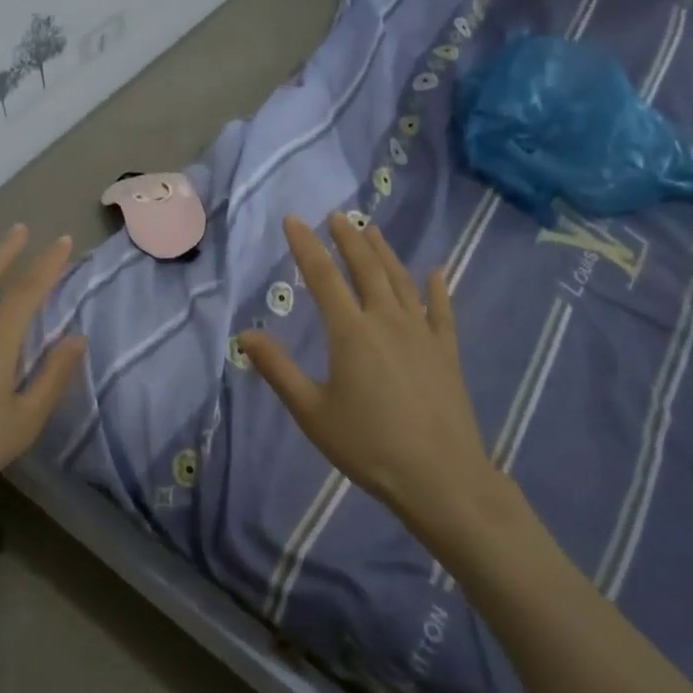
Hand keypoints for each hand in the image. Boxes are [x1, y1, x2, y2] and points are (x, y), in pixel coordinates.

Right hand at [238, 214, 502, 535]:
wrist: (440, 477)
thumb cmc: (368, 445)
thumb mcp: (311, 412)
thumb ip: (278, 370)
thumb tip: (245, 334)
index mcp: (351, 332)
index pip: (323, 276)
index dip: (306, 246)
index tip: (294, 220)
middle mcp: (387, 320)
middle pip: (366, 268)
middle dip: (348, 238)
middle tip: (337, 215)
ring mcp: (422, 333)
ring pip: (401, 280)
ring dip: (385, 253)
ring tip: (373, 231)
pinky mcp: (447, 351)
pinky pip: (442, 310)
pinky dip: (437, 288)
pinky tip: (436, 272)